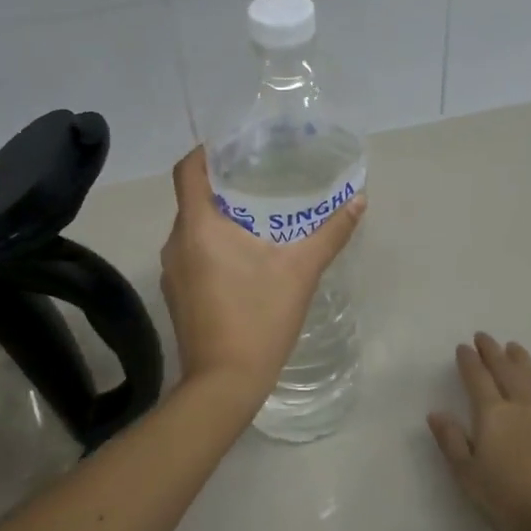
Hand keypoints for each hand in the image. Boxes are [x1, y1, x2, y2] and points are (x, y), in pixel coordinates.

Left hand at [160, 147, 365, 400]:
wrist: (224, 384)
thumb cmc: (259, 318)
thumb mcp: (301, 271)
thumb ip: (330, 233)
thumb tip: (358, 201)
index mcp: (198, 226)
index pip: (188, 170)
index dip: (207, 151)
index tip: (235, 147)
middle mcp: (176, 243)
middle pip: (193, 199)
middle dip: (223, 187)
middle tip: (260, 179)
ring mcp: (172, 272)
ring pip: (193, 230)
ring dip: (219, 219)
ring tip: (257, 217)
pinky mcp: (176, 295)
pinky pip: (192, 255)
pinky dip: (212, 246)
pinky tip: (244, 259)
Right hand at [427, 333, 530, 530]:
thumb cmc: (512, 502)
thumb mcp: (469, 476)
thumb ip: (452, 442)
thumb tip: (435, 413)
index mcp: (493, 415)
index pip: (477, 380)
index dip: (469, 362)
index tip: (464, 346)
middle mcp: (523, 406)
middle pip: (506, 372)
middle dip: (493, 353)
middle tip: (485, 337)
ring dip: (524, 362)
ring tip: (515, 347)